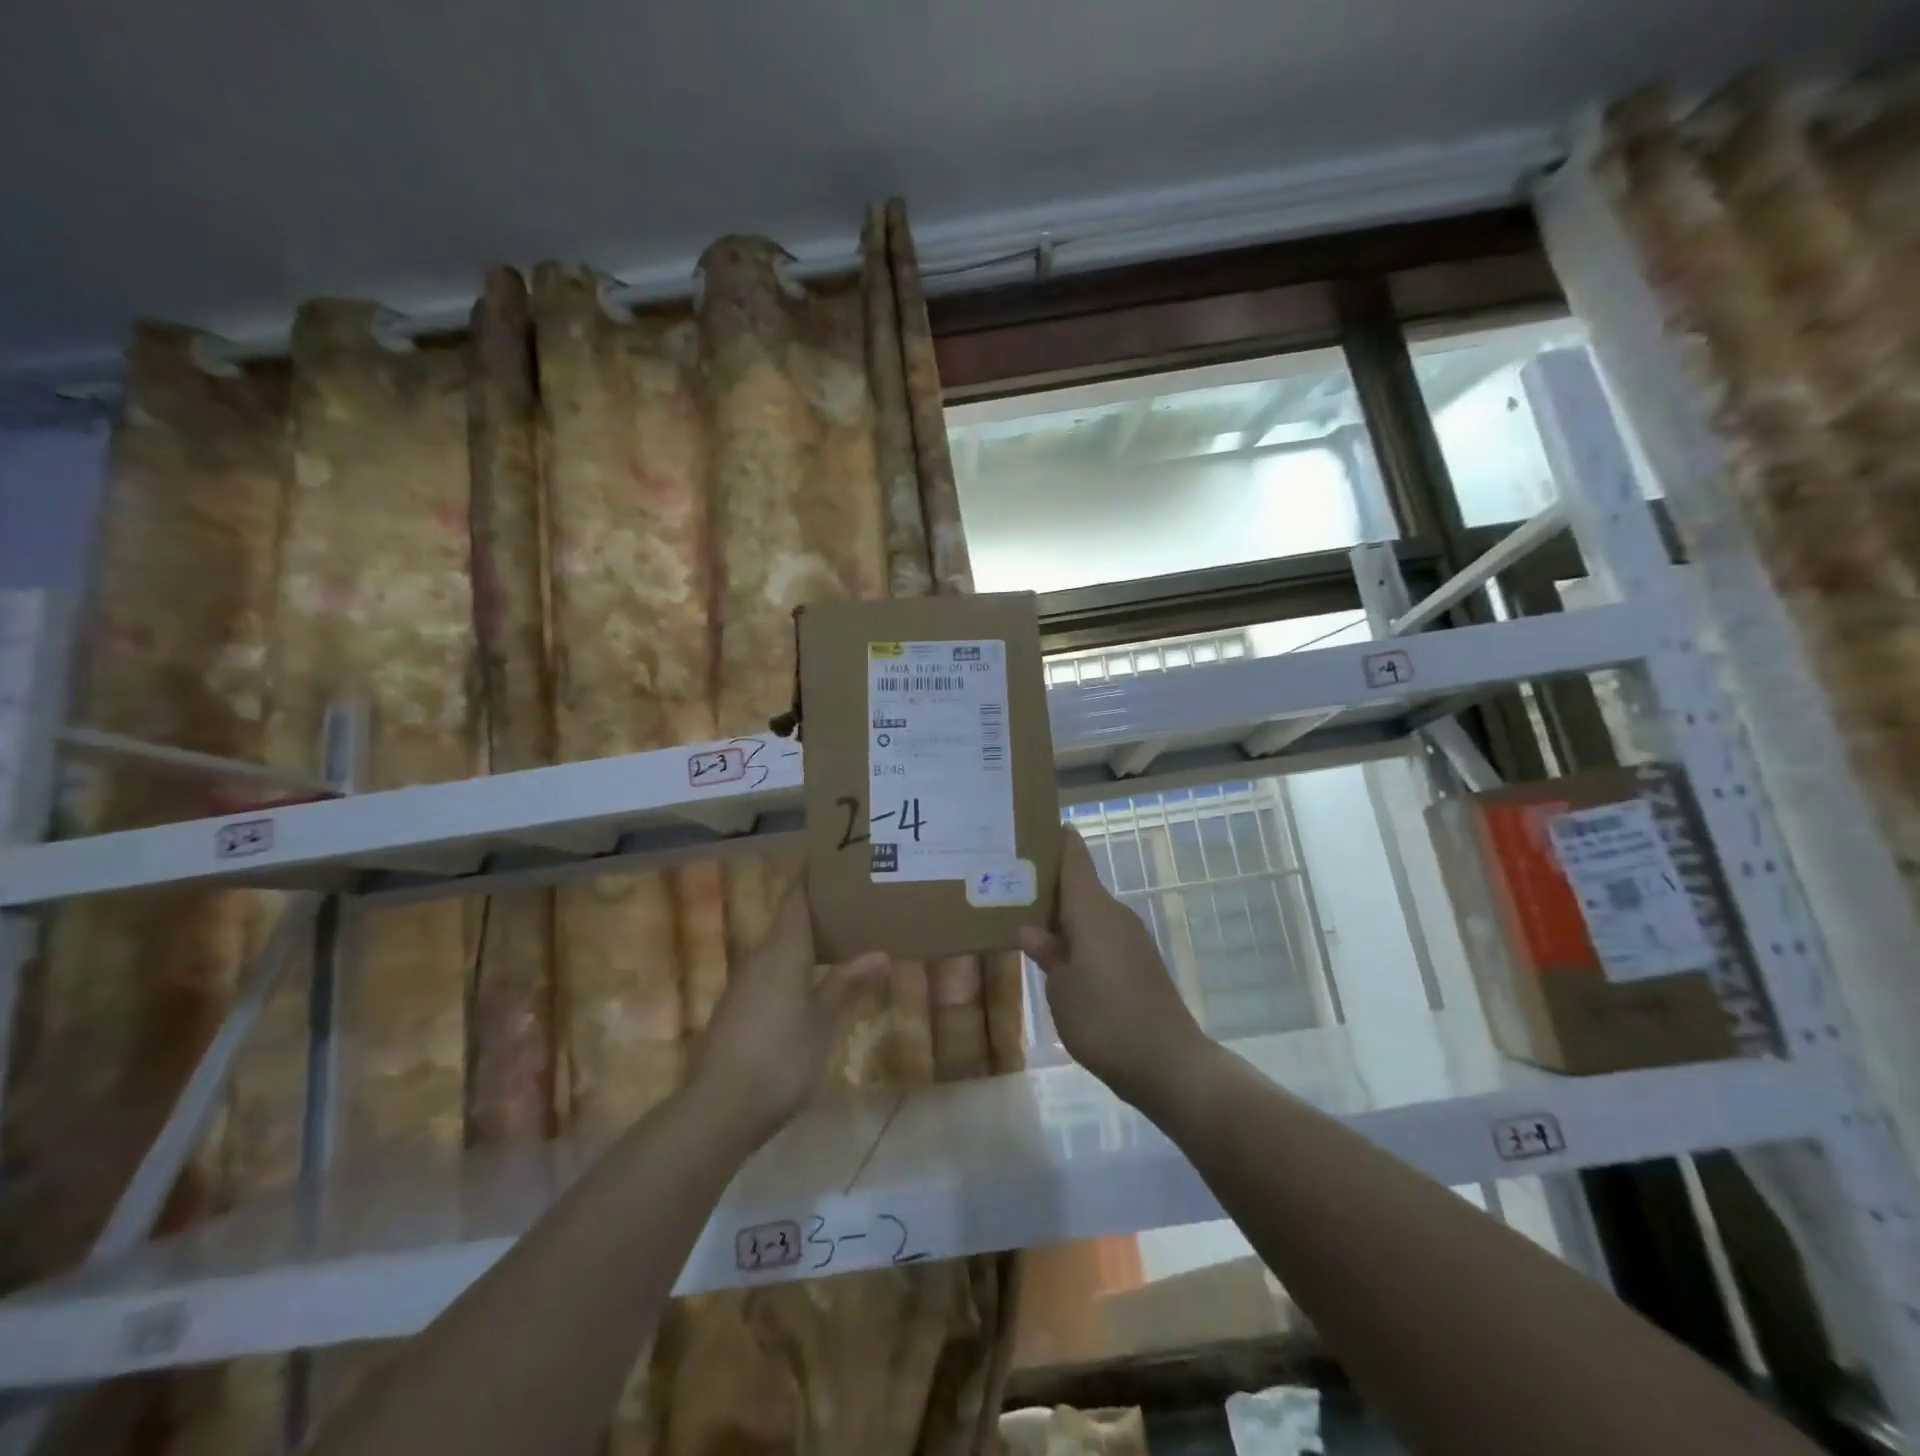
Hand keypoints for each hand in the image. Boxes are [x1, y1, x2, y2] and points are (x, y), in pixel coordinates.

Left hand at [689, 878, 889, 1144]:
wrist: (719, 1108)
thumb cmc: (781, 1055)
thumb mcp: (824, 1020)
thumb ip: (848, 983)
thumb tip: (880, 952)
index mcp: (782, 950)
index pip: (795, 899)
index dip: (810, 877)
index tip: (831, 862)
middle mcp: (759, 959)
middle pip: (787, 922)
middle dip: (815, 911)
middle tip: (851, 904)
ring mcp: (743, 986)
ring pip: (777, 951)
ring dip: (804, 942)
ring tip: (838, 941)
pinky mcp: (736, 1013)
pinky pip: (769, 976)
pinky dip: (792, 969)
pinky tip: (810, 987)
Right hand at [1018, 828, 1212, 1106]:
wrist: (1167, 1062)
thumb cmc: (1103, 1018)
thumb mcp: (1061, 988)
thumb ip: (1047, 953)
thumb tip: (1031, 929)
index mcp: (1092, 909)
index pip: (1075, 856)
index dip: (1056, 838)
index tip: (1031, 829)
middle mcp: (1114, 914)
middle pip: (1080, 884)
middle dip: (1048, 882)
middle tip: (1010, 882)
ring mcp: (1131, 938)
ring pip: (1090, 913)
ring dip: (1062, 914)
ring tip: (1026, 919)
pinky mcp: (1139, 963)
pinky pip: (1102, 936)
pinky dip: (1079, 937)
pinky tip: (1059, 956)